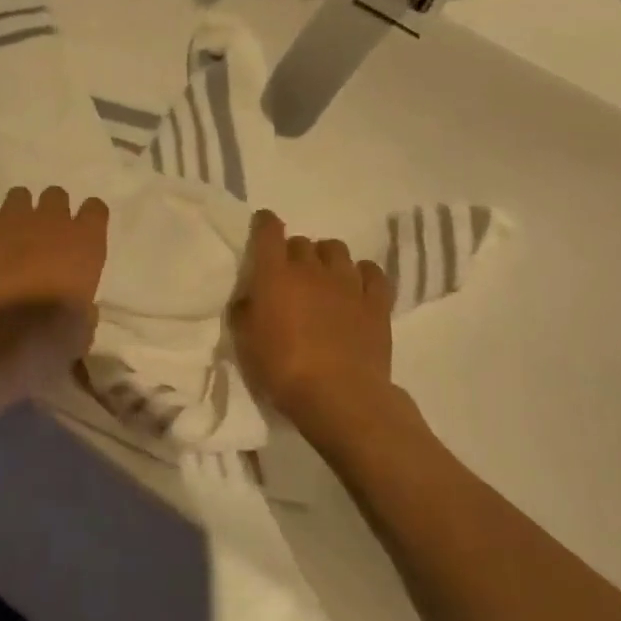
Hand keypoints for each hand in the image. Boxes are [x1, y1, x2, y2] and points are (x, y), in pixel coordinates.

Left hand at [0, 187, 109, 404]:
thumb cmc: (47, 339)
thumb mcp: (81, 331)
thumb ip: (82, 308)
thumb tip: (78, 308)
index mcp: (84, 242)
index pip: (95, 209)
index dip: (88, 221)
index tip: (82, 235)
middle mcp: (50, 221)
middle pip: (56, 196)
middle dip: (51, 213)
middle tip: (43, 239)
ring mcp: (10, 220)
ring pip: (19, 197)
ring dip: (18, 215)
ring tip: (10, 241)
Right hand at [229, 210, 394, 433]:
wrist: (340, 396)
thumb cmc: (283, 370)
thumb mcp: (245, 344)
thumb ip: (243, 312)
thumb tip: (248, 298)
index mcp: (275, 274)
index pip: (268, 229)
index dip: (265, 224)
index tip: (263, 229)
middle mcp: (311, 268)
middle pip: (302, 242)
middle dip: (294, 253)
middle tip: (291, 277)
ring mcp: (347, 282)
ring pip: (336, 249)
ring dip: (326, 259)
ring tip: (324, 279)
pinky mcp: (376, 302)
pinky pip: (372, 272)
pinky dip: (363, 274)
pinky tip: (357, 287)